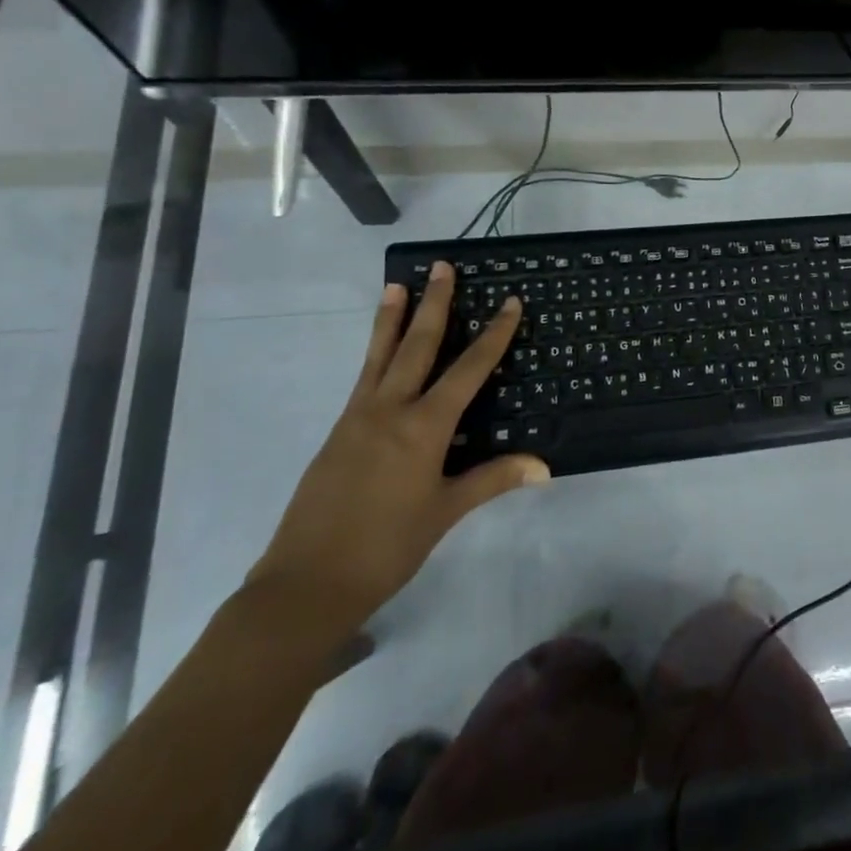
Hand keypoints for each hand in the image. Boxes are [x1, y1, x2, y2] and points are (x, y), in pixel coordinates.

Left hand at [246, 264, 548, 638]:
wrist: (306, 584)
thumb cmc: (387, 547)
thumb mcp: (446, 512)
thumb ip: (492, 479)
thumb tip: (544, 466)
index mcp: (423, 427)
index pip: (468, 369)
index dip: (494, 334)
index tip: (510, 302)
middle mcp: (389, 410)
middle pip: (417, 345)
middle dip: (434, 304)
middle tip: (442, 267)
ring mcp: (357, 418)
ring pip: (379, 356)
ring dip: (392, 318)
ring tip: (397, 285)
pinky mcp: (337, 433)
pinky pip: (363, 380)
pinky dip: (375, 354)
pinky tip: (380, 352)